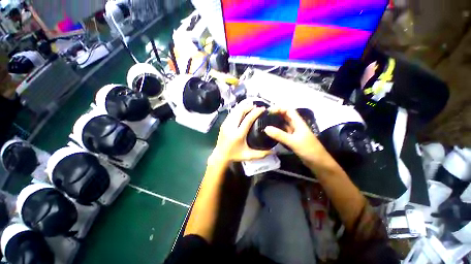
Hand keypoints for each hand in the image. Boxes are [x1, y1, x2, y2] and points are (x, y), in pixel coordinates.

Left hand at [210, 103, 271, 163]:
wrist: (220, 155)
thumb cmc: (235, 155)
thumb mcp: (249, 155)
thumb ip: (262, 153)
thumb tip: (273, 151)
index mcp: (238, 135)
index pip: (248, 119)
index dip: (256, 112)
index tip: (262, 109)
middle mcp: (231, 127)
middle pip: (240, 111)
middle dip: (249, 107)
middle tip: (256, 107)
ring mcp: (225, 124)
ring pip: (235, 111)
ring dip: (243, 107)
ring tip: (250, 107)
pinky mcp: (223, 124)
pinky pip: (231, 113)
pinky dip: (237, 110)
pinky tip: (242, 111)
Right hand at [264, 108, 334, 170]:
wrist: (318, 162)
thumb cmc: (309, 150)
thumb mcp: (293, 141)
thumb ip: (280, 135)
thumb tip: (266, 128)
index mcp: (298, 122)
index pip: (288, 110)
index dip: (279, 108)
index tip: (268, 111)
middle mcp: (296, 126)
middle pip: (285, 116)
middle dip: (276, 114)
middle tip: (264, 117)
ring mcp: (294, 133)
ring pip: (284, 124)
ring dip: (276, 122)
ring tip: (265, 123)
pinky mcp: (292, 139)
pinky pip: (283, 132)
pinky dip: (277, 131)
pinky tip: (271, 133)